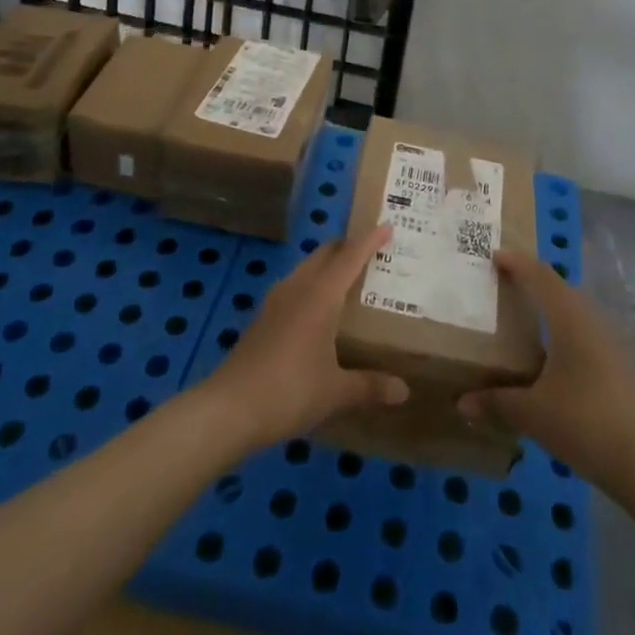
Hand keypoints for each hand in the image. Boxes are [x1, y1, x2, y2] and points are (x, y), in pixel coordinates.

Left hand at [200, 225, 408, 448]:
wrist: (229, 408)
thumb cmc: (289, 391)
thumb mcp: (335, 392)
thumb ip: (370, 386)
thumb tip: (404, 391)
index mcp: (321, 295)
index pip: (350, 257)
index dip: (369, 240)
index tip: (387, 225)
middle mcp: (299, 288)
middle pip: (326, 254)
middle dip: (348, 247)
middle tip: (372, 252)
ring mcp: (276, 300)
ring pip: (307, 268)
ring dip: (328, 264)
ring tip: (348, 277)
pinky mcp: (263, 316)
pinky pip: (294, 286)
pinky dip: (312, 284)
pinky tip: (317, 308)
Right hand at [457, 250, 634, 490]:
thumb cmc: (584, 423)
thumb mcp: (532, 413)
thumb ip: (496, 403)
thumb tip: (462, 403)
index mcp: (568, 317)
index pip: (539, 276)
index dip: (516, 262)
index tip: (493, 254)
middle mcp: (590, 319)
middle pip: (559, 287)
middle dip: (532, 279)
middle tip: (504, 281)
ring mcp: (609, 341)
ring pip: (574, 308)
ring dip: (550, 303)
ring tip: (525, 312)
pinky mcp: (617, 364)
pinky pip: (583, 329)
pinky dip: (562, 327)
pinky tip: (551, 352)